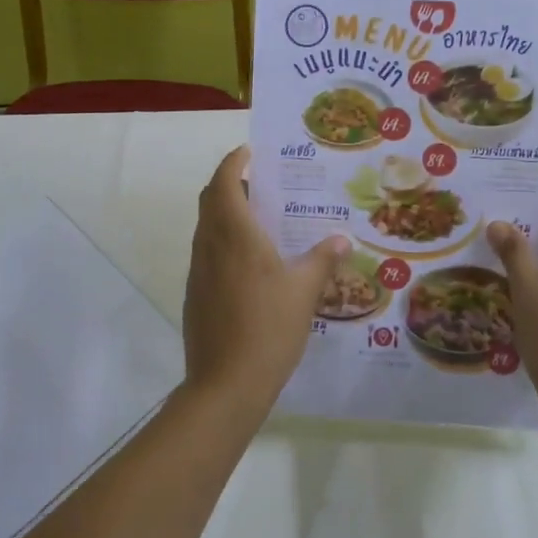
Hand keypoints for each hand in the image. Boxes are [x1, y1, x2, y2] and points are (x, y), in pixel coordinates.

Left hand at [184, 147, 349, 416]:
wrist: (225, 385)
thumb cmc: (268, 328)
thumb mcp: (304, 291)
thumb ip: (322, 260)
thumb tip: (342, 239)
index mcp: (234, 234)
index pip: (223, 181)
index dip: (233, 161)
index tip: (250, 152)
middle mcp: (210, 244)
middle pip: (210, 199)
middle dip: (229, 183)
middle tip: (261, 182)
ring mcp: (198, 270)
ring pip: (207, 226)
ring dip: (226, 212)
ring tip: (261, 218)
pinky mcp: (196, 293)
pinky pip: (208, 251)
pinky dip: (223, 240)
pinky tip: (251, 261)